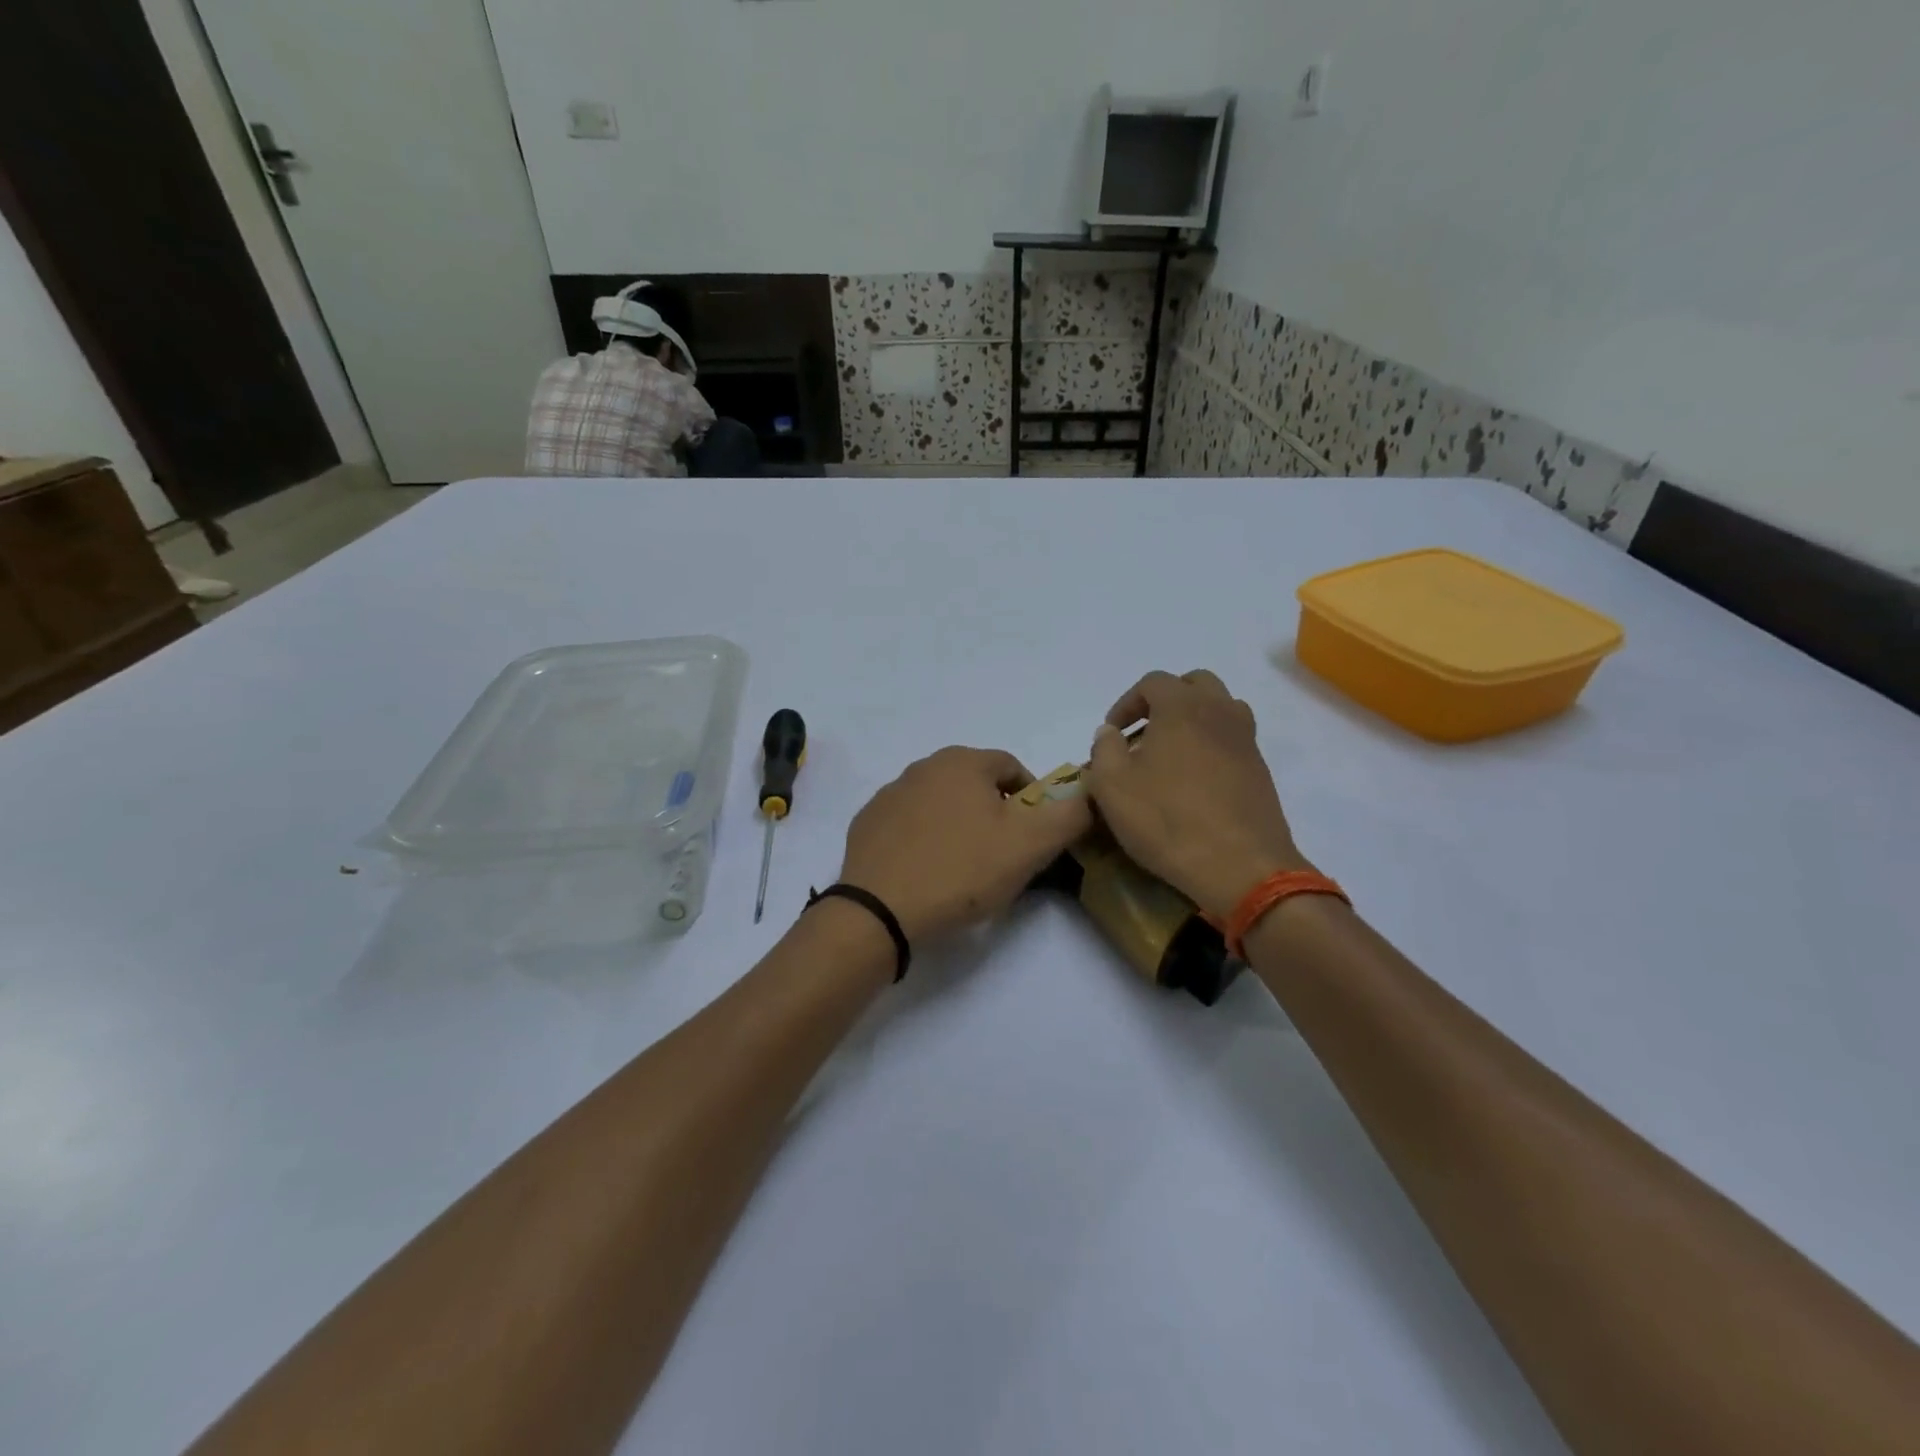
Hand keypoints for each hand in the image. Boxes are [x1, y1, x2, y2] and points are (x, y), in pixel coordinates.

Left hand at [838, 747, 1091, 943]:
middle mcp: (923, 766)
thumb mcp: (1030, 846)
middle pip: (975, 785)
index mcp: (962, 761)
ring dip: (958, 826)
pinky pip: (909, 825)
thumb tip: (1091, 793)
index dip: (1031, 802)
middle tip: (1000, 858)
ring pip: (941, 804)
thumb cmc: (961, 871)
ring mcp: (889, 794)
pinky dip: (923, 841)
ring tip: (962, 870)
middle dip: (994, 814)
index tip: (1032, 839)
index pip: (1012, 768)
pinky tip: (926, 873)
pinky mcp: (867, 823)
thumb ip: (1069, 815)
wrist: (880, 911)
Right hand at [1085, 670, 1308, 920]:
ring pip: (1221, 708)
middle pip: (1195, 683)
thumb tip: (1110, 733)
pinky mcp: (1260, 770)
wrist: (1240, 866)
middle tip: (1145, 731)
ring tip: (1172, 752)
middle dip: (1166, 700)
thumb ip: (1104, 749)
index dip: (1127, 702)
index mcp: (1182, 707)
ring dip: (1194, 719)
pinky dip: (1212, 745)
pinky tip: (1195, 781)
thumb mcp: (1112, 786)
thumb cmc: (1167, 819)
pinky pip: (1233, 740)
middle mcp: (1220, 712)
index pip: (1153, 682)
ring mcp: (1246, 741)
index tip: (1113, 733)